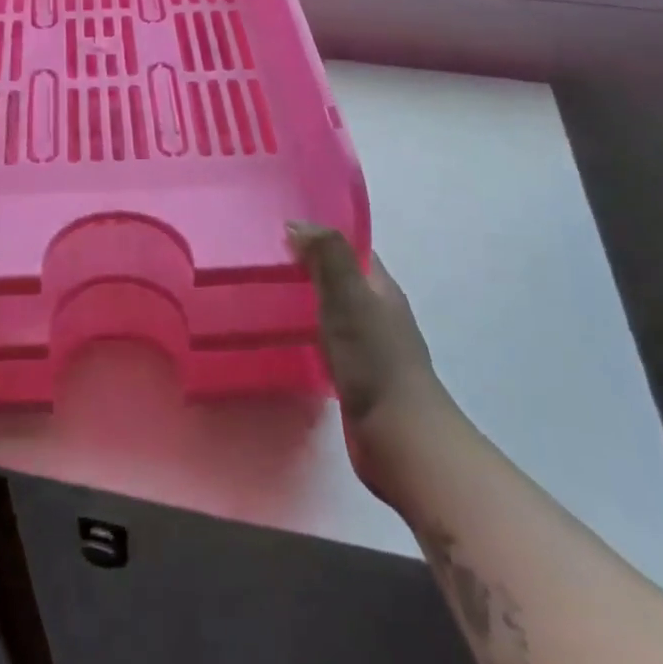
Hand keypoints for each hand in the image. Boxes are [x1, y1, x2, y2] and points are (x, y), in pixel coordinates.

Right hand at [288, 222, 450, 496]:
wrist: (400, 440)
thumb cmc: (374, 361)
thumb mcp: (349, 297)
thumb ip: (328, 256)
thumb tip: (298, 223)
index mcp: (382, 289)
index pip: (351, 250)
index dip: (321, 237)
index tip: (280, 231)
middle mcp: (379, 314)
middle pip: (341, 280)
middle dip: (307, 269)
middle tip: (262, 264)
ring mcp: (370, 349)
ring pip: (332, 313)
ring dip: (305, 304)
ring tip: (262, 298)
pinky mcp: (356, 379)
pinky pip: (327, 345)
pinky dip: (307, 336)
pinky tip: (281, 341)